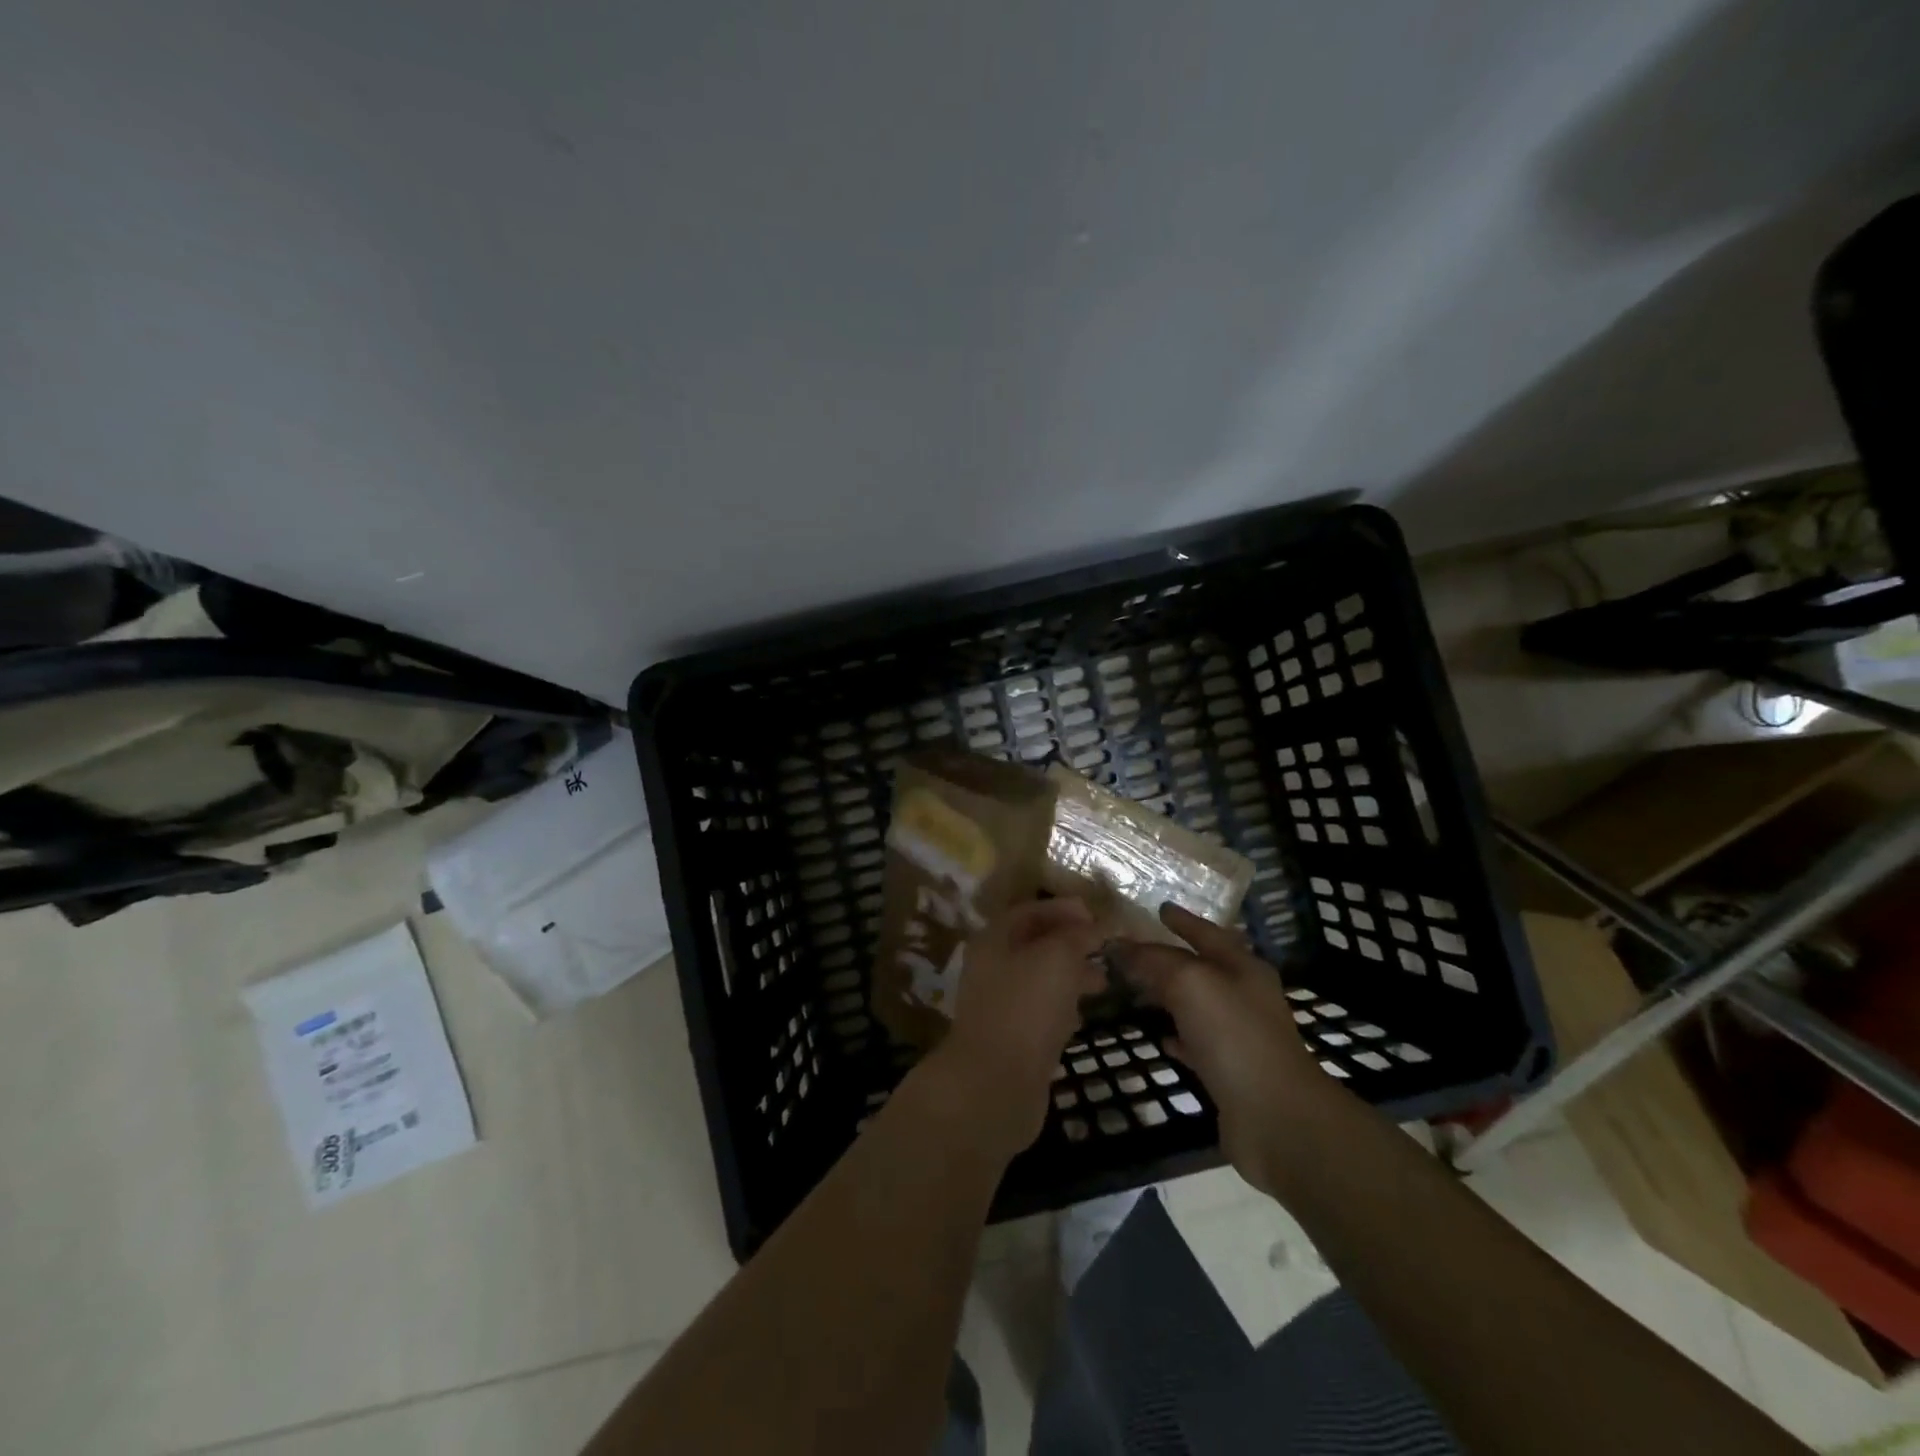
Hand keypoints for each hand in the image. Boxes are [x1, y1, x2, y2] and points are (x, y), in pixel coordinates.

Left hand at [932, 898, 1106, 1157]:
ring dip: (1071, 975)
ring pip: (1041, 979)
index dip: (1064, 909)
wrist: (996, 1083)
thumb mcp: (1058, 957)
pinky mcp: (1013, 1038)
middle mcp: (993, 967)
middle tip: (1106, 947)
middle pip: (1035, 944)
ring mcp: (1001, 1004)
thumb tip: (1095, 924)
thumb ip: (1078, 935)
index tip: (1097, 915)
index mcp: (995, 939)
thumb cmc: (1026, 1007)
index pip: (1030, 911)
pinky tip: (1084, 1014)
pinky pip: (1041, 1011)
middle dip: (1072, 942)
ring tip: (1105, 980)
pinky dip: (1064, 1007)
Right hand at [1112, 904, 1333, 1197]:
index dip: (1183, 920)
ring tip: (1136, 989)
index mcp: (1242, 967)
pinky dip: (1177, 1035)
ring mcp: (1239, 1036)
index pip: (1207, 933)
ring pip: (1196, 1005)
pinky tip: (1159, 1037)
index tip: (1159, 909)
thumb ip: (1154, 961)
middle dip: (1168, 958)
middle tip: (1132, 951)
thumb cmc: (1235, 1036)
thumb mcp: (1190, 984)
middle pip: (1200, 968)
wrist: (1276, 1118)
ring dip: (1168, 996)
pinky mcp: (1230, 1072)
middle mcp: (1244, 996)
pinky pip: (1196, 1043)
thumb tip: (1120, 946)